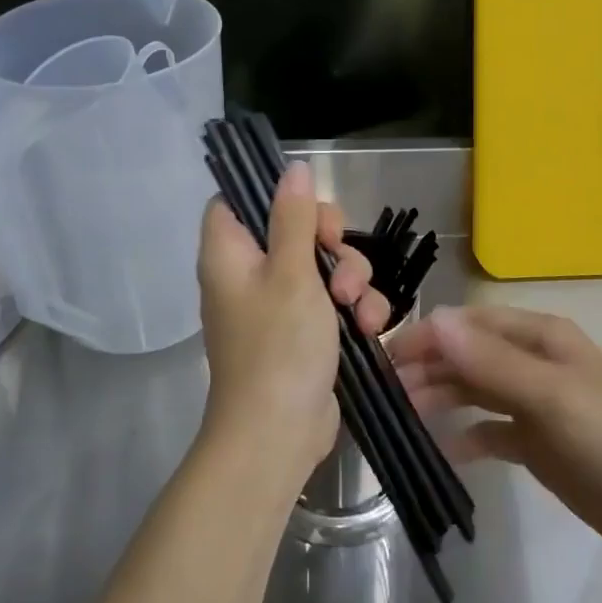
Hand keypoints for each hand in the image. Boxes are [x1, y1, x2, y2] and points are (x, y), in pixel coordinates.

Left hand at [197, 162, 391, 483]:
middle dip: (331, 243)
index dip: (271, 195)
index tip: (305, 205)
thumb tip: (292, 167)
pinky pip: (333, 300)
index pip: (237, 200)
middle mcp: (249, 273)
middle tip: (338, 263)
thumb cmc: (278, 346)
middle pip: (293, 228)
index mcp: (230, 253)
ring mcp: (278, 303)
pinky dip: (355, 309)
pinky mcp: (304, 330)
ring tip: (359, 309)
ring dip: (352, 279)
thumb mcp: (291, 272)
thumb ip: (293, 217)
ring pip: (323, 263)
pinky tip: (371, 328)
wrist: (279, 435)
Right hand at [390, 305, 601, 569]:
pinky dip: (468, 436)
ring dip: (442, 397)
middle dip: (429, 367)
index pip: (471, 324)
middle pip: (469, 356)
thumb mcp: (552, 395)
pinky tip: (444, 451)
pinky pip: (493, 432)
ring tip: (402, 415)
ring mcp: (538, 405)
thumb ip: (491, 361)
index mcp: (540, 337)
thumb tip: (434, 320)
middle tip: (385, 392)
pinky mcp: (541, 446)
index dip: (429, 335)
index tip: (385, 357)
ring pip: (476, 391)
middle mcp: (535, 362)